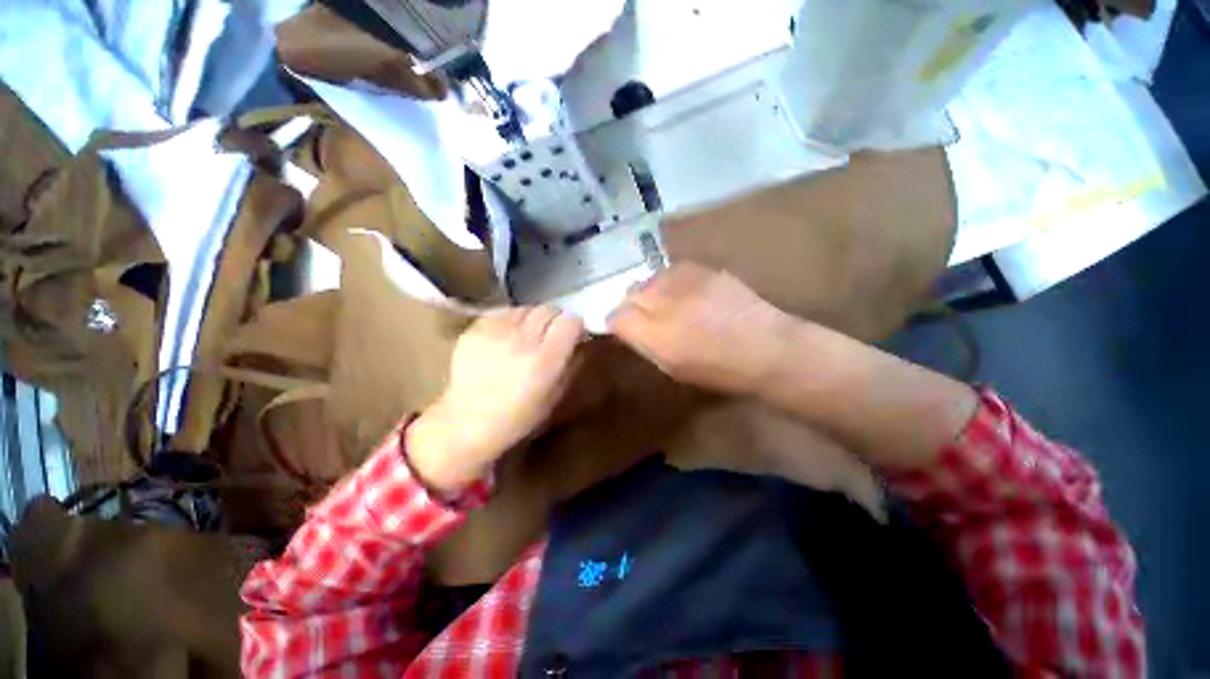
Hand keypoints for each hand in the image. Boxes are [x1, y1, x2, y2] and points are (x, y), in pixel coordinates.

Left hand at [408, 307, 583, 491]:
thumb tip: (582, 338)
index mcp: (544, 360)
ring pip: (526, 308)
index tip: (573, 335)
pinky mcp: (474, 328)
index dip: (575, 326)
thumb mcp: (557, 394)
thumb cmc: (519, 417)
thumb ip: (572, 362)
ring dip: (533, 319)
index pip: (570, 321)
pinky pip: (503, 312)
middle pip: (548, 309)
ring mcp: (494, 331)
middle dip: (555, 320)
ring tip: (527, 337)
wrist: (467, 423)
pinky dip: (511, 321)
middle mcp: (521, 340)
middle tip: (551, 335)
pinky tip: (506, 338)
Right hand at [609, 263, 793, 396]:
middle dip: (630, 305)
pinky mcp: (702, 270)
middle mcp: (665, 302)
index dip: (615, 323)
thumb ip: (644, 344)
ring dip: (649, 292)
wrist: (766, 347)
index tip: (621, 329)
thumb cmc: (718, 369)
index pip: (617, 317)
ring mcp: (684, 282)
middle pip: (629, 293)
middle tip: (642, 317)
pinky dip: (669, 282)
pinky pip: (671, 271)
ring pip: (649, 279)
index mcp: (656, 334)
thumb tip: (625, 328)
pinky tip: (682, 293)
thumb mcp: (673, 367)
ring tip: (663, 304)